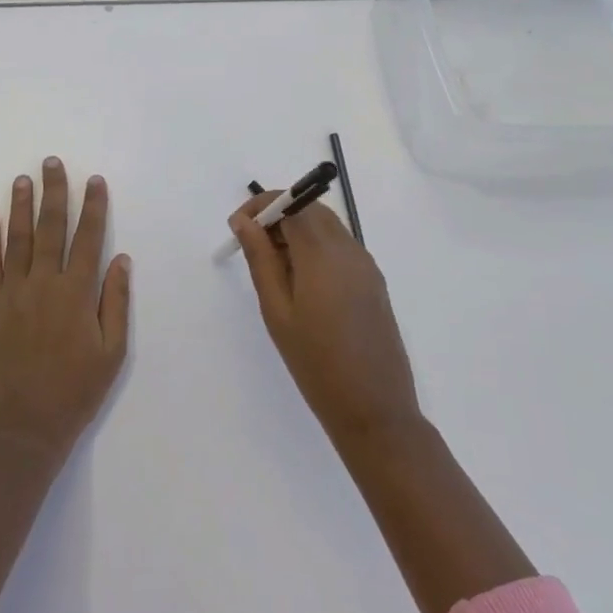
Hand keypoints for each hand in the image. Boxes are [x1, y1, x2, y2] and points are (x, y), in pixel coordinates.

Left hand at [0, 157, 130, 462]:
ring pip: (17, 239)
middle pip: (50, 228)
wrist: (24, 430)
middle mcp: (43, 284)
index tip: (94, 181)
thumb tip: (121, 259)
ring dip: (20, 206)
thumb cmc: (76, 392)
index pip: (88, 238)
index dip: (93, 207)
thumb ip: (116, 302)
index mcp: (77, 294)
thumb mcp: (112, 353)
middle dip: (54, 193)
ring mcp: (11, 294)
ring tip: (23, 179)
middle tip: (52, 163)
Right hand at [231, 193, 421, 447]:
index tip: (238, 227)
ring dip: (297, 232)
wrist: (374, 409)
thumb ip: (260, 259)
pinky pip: (340, 248)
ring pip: (327, 226)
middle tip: (252, 247)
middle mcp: (349, 248)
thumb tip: (244, 221)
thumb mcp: (277, 310)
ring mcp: (366, 264)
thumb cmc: (315, 362)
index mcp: (323, 252)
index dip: (262, 206)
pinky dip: (316, 248)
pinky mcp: (373, 281)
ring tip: (273, 269)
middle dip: (278, 216)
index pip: (292, 202)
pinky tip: (301, 284)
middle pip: (311, 209)